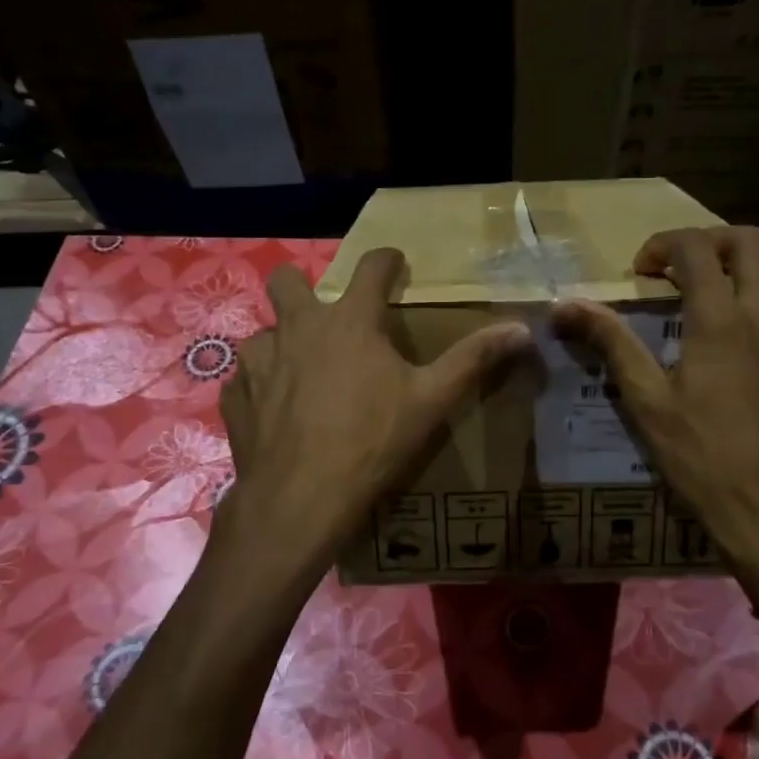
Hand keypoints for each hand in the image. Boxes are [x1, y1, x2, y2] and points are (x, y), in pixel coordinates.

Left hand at [217, 248, 531, 583]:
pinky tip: (277, 412)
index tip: (395, 264)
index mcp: (349, 321)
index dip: (387, 260)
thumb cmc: (372, 441)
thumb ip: (474, 359)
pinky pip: (247, 378)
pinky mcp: (236, 396)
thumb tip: (522, 328)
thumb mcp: (432, 400)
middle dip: (305, 286)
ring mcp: (259, 361)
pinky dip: (262, 386)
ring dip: (283, 344)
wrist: (300, 498)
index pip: (371, 267)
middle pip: (288, 279)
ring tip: (302, 375)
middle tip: (328, 318)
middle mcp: (297, 327)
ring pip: (265, 332)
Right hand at [554, 226, 758, 605]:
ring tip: (732, 293)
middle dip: (711, 241)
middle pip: (750, 243)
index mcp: (721, 321)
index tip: (642, 272)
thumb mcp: (646, 401)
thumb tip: (565, 306)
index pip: (695, 250)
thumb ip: (611, 343)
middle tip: (683, 270)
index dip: (663, 245)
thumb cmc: (702, 457)